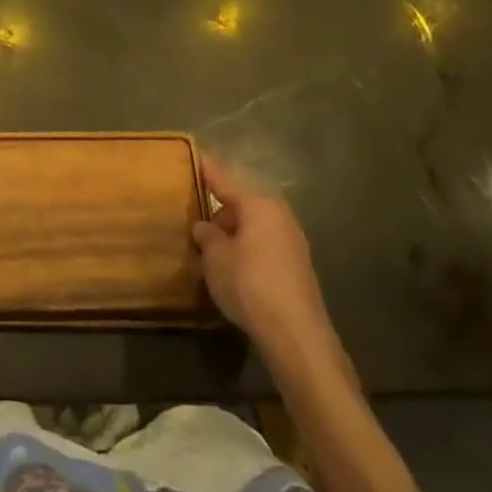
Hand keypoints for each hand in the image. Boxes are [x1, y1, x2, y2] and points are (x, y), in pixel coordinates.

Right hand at [192, 158, 336, 371]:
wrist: (296, 335)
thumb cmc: (249, 284)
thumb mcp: (215, 257)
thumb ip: (206, 235)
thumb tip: (204, 226)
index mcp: (258, 205)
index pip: (224, 179)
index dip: (206, 170)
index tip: (194, 156)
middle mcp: (279, 215)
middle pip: (243, 202)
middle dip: (219, 209)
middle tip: (195, 218)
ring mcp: (293, 241)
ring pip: (255, 225)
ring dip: (234, 231)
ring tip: (211, 246)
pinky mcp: (298, 265)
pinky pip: (265, 244)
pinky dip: (248, 247)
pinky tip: (234, 266)